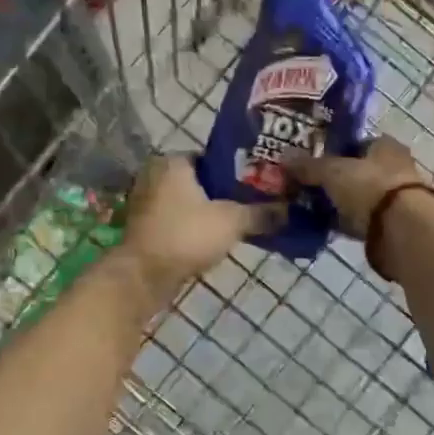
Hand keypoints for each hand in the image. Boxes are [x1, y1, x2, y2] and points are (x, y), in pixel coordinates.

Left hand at [120, 156, 282, 302]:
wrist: (144, 277)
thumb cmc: (187, 235)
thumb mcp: (232, 221)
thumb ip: (262, 213)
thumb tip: (290, 210)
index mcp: (173, 162)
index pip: (214, 158)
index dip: (239, 170)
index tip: (259, 184)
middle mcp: (155, 175)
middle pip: (202, 180)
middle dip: (226, 193)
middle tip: (254, 204)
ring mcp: (146, 202)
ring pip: (189, 201)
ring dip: (211, 211)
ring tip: (240, 222)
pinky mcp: (145, 227)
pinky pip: (178, 219)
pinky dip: (195, 226)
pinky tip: (216, 238)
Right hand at [283, 136, 425, 237]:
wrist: (401, 229)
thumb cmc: (370, 186)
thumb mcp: (332, 171)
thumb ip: (309, 166)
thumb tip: (284, 159)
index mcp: (385, 146)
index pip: (357, 143)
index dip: (334, 150)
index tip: (312, 161)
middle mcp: (394, 168)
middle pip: (357, 171)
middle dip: (334, 179)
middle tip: (305, 186)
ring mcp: (394, 198)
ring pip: (358, 197)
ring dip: (339, 202)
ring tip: (309, 208)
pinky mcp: (391, 225)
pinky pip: (360, 220)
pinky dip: (344, 222)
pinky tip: (323, 227)